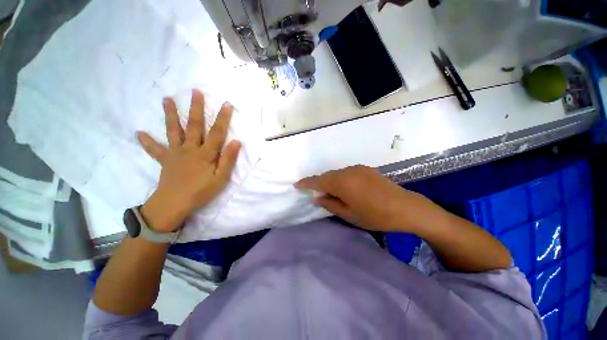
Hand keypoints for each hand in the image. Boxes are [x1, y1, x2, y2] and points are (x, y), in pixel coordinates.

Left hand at [136, 90, 240, 231]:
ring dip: (170, 115)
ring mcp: (175, 153)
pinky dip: (147, 142)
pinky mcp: (165, 160)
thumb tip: (236, 141)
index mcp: (206, 154)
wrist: (174, 204)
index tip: (227, 104)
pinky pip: (155, 150)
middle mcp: (190, 148)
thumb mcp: (221, 178)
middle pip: (194, 126)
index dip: (223, 118)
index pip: (217, 132)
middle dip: (196, 108)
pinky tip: (139, 133)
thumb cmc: (201, 191)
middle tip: (195, 92)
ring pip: (174, 131)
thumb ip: (228, 159)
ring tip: (166, 100)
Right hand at [295, 165, 445, 232]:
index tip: (297, 185)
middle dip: (318, 183)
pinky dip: (340, 179)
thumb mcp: (349, 214)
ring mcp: (358, 168)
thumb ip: (330, 204)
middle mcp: (348, 171)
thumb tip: (316, 198)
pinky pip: (346, 172)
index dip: (306, 183)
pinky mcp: (365, 169)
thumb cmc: (375, 216)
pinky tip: (344, 187)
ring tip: (328, 191)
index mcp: (342, 183)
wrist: (405, 207)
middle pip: (327, 175)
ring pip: (337, 173)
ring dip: (330, 181)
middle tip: (313, 192)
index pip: (318, 181)